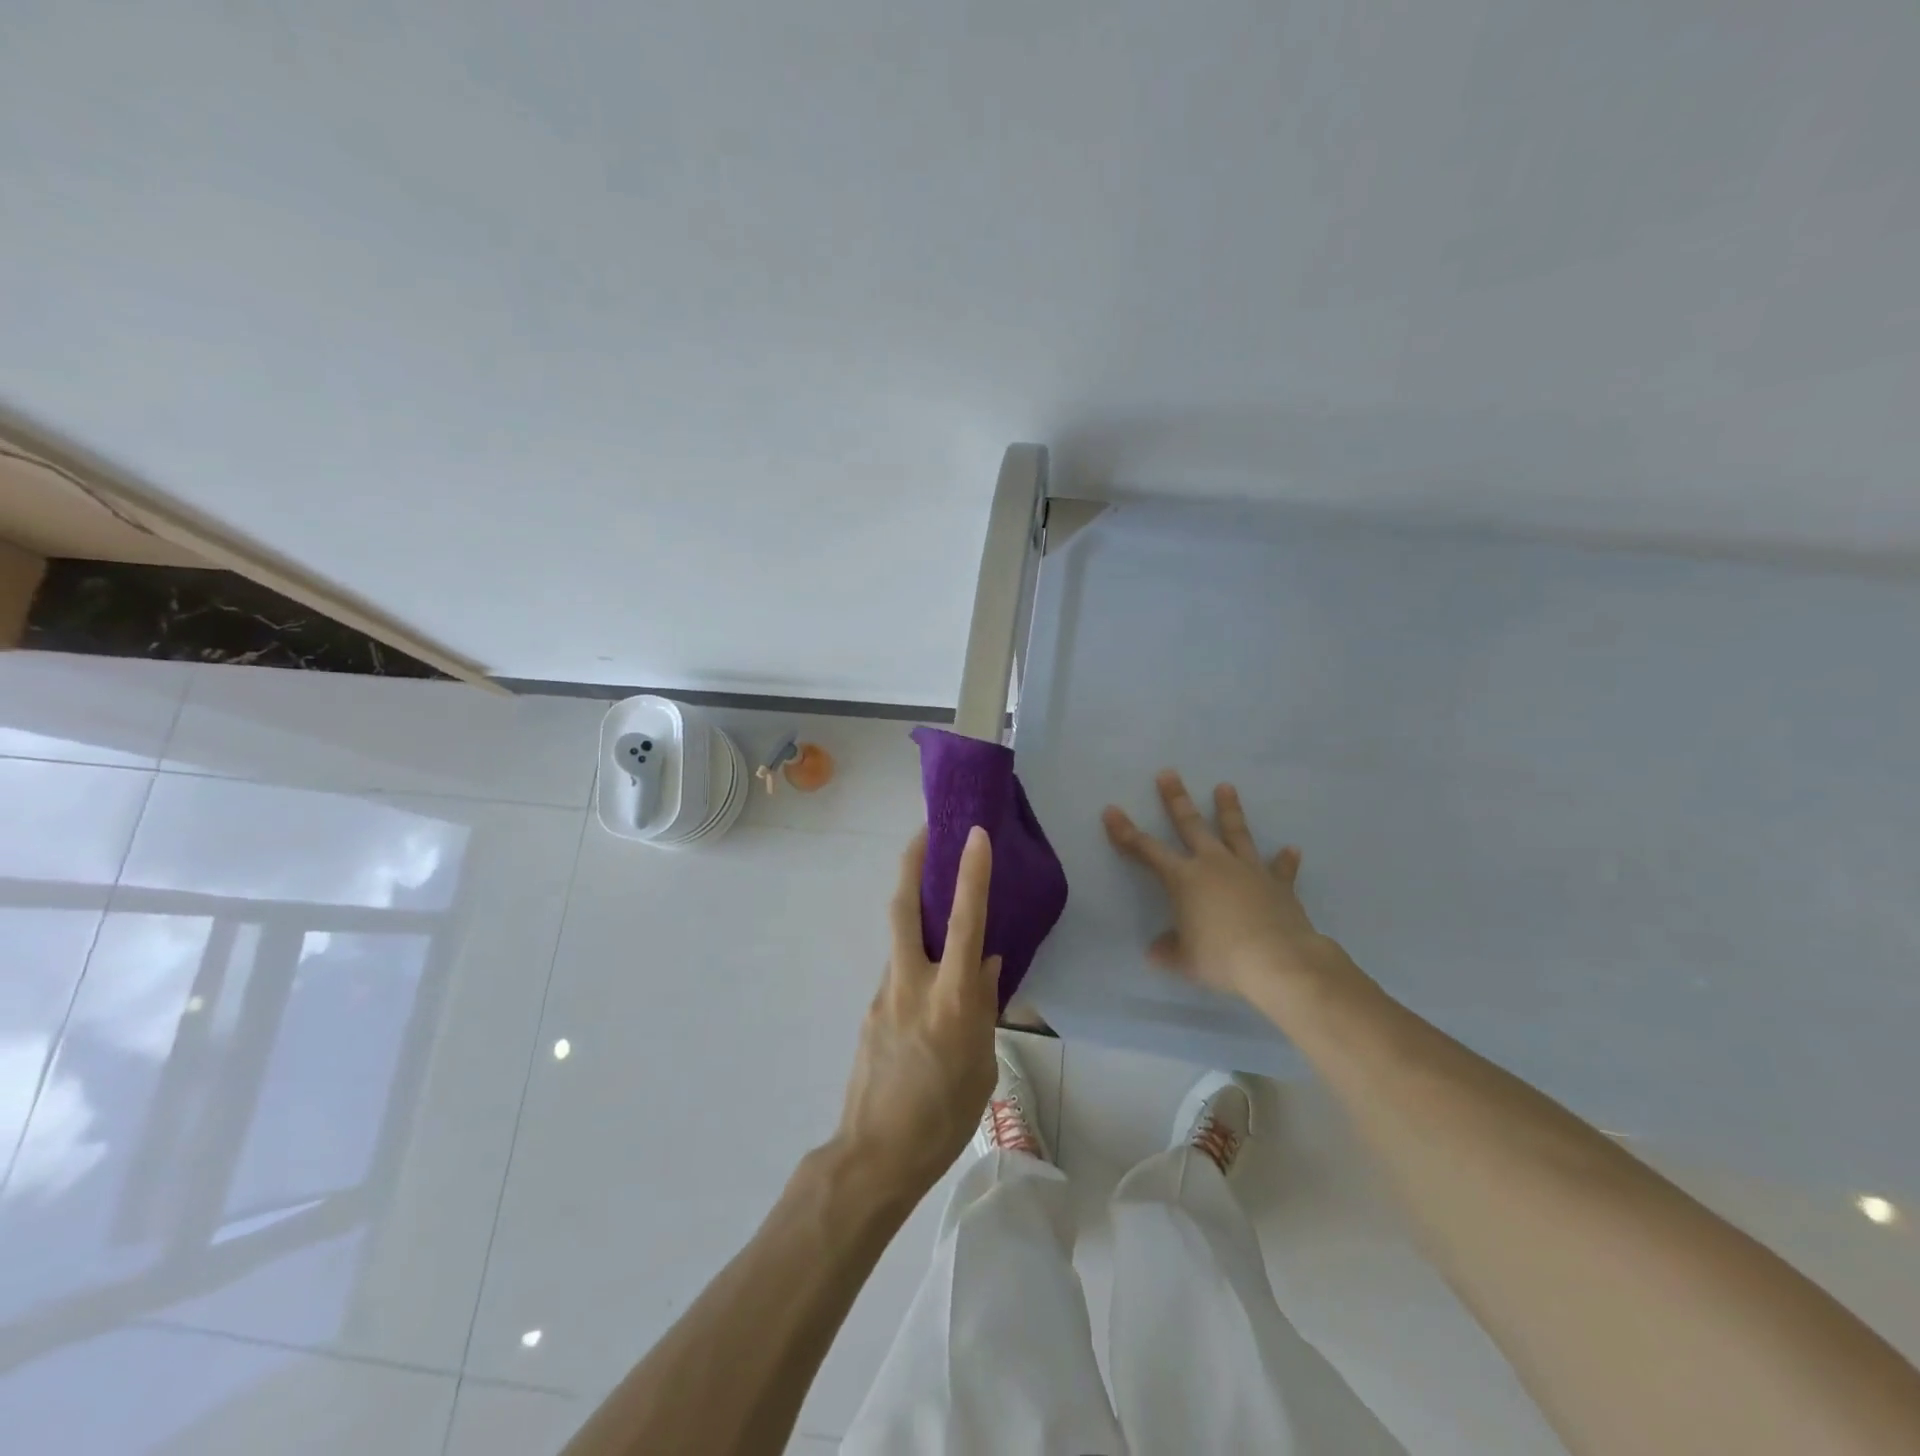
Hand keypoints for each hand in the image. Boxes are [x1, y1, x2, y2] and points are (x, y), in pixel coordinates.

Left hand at [833, 825, 1001, 1198]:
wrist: (874, 1156)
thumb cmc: (942, 1118)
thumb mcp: (981, 1065)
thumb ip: (984, 1008)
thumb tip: (986, 964)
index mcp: (949, 1000)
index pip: (963, 923)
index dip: (970, 874)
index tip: (974, 834)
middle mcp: (911, 985)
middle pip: (903, 908)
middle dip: (911, 863)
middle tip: (924, 832)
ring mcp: (883, 995)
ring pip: (899, 938)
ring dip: (915, 909)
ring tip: (937, 902)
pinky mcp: (870, 1010)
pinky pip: (898, 971)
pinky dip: (914, 958)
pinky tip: (930, 983)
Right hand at [1103, 770, 1339, 1002]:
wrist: (1278, 960)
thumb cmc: (1222, 957)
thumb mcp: (1185, 960)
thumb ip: (1168, 951)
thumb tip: (1155, 951)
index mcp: (1184, 879)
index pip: (1146, 850)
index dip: (1125, 832)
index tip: (1111, 810)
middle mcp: (1213, 865)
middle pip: (1191, 825)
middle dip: (1177, 799)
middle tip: (1169, 773)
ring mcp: (1248, 870)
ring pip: (1235, 832)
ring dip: (1229, 809)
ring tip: (1226, 786)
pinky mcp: (1278, 884)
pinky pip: (1280, 869)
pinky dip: (1284, 860)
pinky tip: (1292, 849)